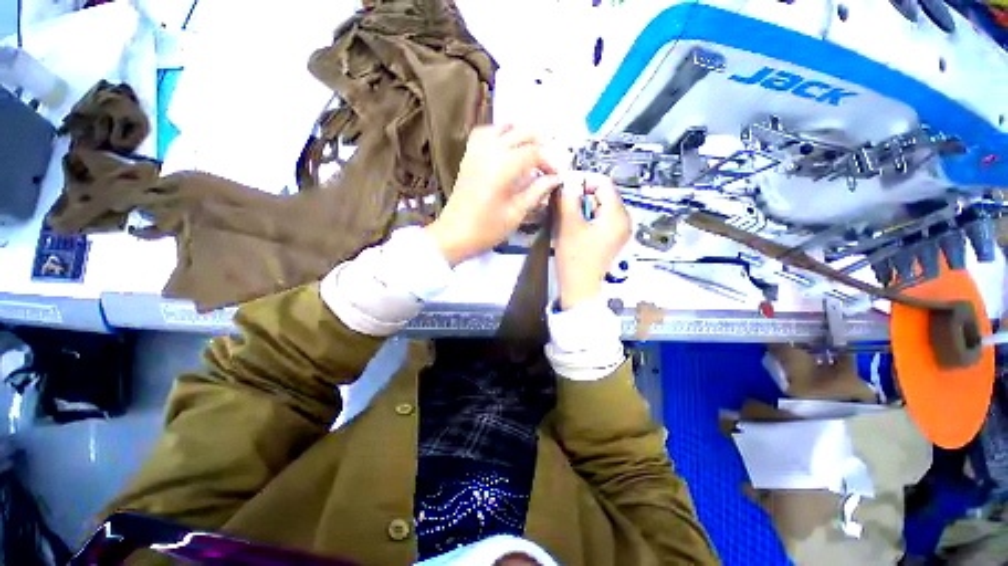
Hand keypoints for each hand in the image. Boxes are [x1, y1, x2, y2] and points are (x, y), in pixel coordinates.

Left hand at [425, 125, 560, 265]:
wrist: (455, 234)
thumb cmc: (487, 228)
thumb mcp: (517, 213)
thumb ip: (537, 192)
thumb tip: (554, 179)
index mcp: (505, 165)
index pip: (535, 152)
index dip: (550, 162)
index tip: (556, 177)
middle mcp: (492, 150)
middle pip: (522, 132)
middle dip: (540, 144)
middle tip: (547, 164)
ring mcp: (477, 150)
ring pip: (503, 127)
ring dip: (521, 135)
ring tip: (530, 153)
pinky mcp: (468, 156)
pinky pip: (485, 133)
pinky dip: (499, 134)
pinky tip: (504, 148)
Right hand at [556, 173, 630, 309]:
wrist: (579, 287)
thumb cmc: (575, 259)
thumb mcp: (569, 225)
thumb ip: (568, 198)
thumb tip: (568, 181)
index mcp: (617, 215)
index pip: (603, 182)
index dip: (583, 180)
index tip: (565, 186)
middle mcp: (623, 220)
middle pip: (602, 194)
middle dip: (581, 195)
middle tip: (562, 204)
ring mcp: (618, 231)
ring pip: (599, 207)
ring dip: (581, 207)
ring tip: (567, 218)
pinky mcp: (611, 238)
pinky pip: (599, 219)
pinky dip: (585, 218)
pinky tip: (574, 228)